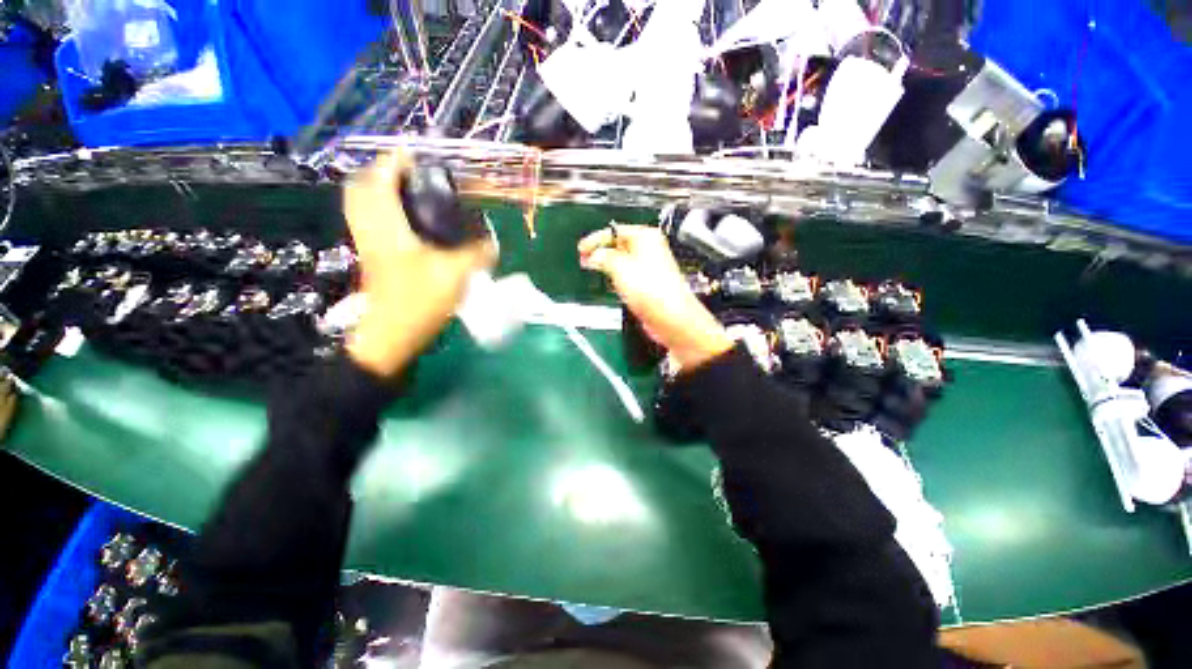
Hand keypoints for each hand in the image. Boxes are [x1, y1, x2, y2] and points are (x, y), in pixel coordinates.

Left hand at [343, 152, 494, 376]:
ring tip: (409, 192)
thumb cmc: (418, 301)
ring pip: (363, 206)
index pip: (380, 180)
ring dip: (380, 191)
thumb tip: (494, 243)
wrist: (391, 337)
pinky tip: (407, 221)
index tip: (415, 153)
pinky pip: (371, 223)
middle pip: (361, 189)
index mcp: (386, 226)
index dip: (394, 161)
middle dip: (382, 173)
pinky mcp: (374, 259)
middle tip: (411, 173)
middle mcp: (371, 230)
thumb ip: (476, 255)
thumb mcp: (454, 274)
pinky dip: (383, 212)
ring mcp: (368, 245)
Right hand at [579, 224, 731, 370]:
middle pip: (619, 245)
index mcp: (645, 237)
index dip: (596, 239)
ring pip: (623, 261)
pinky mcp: (648, 283)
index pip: (615, 231)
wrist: (670, 317)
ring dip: (607, 265)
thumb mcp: (620, 268)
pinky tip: (609, 282)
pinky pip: (628, 274)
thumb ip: (604, 257)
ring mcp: (650, 267)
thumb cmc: (653, 291)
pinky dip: (617, 276)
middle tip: (585, 259)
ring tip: (593, 269)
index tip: (582, 248)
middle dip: (600, 252)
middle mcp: (650, 249)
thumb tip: (595, 255)